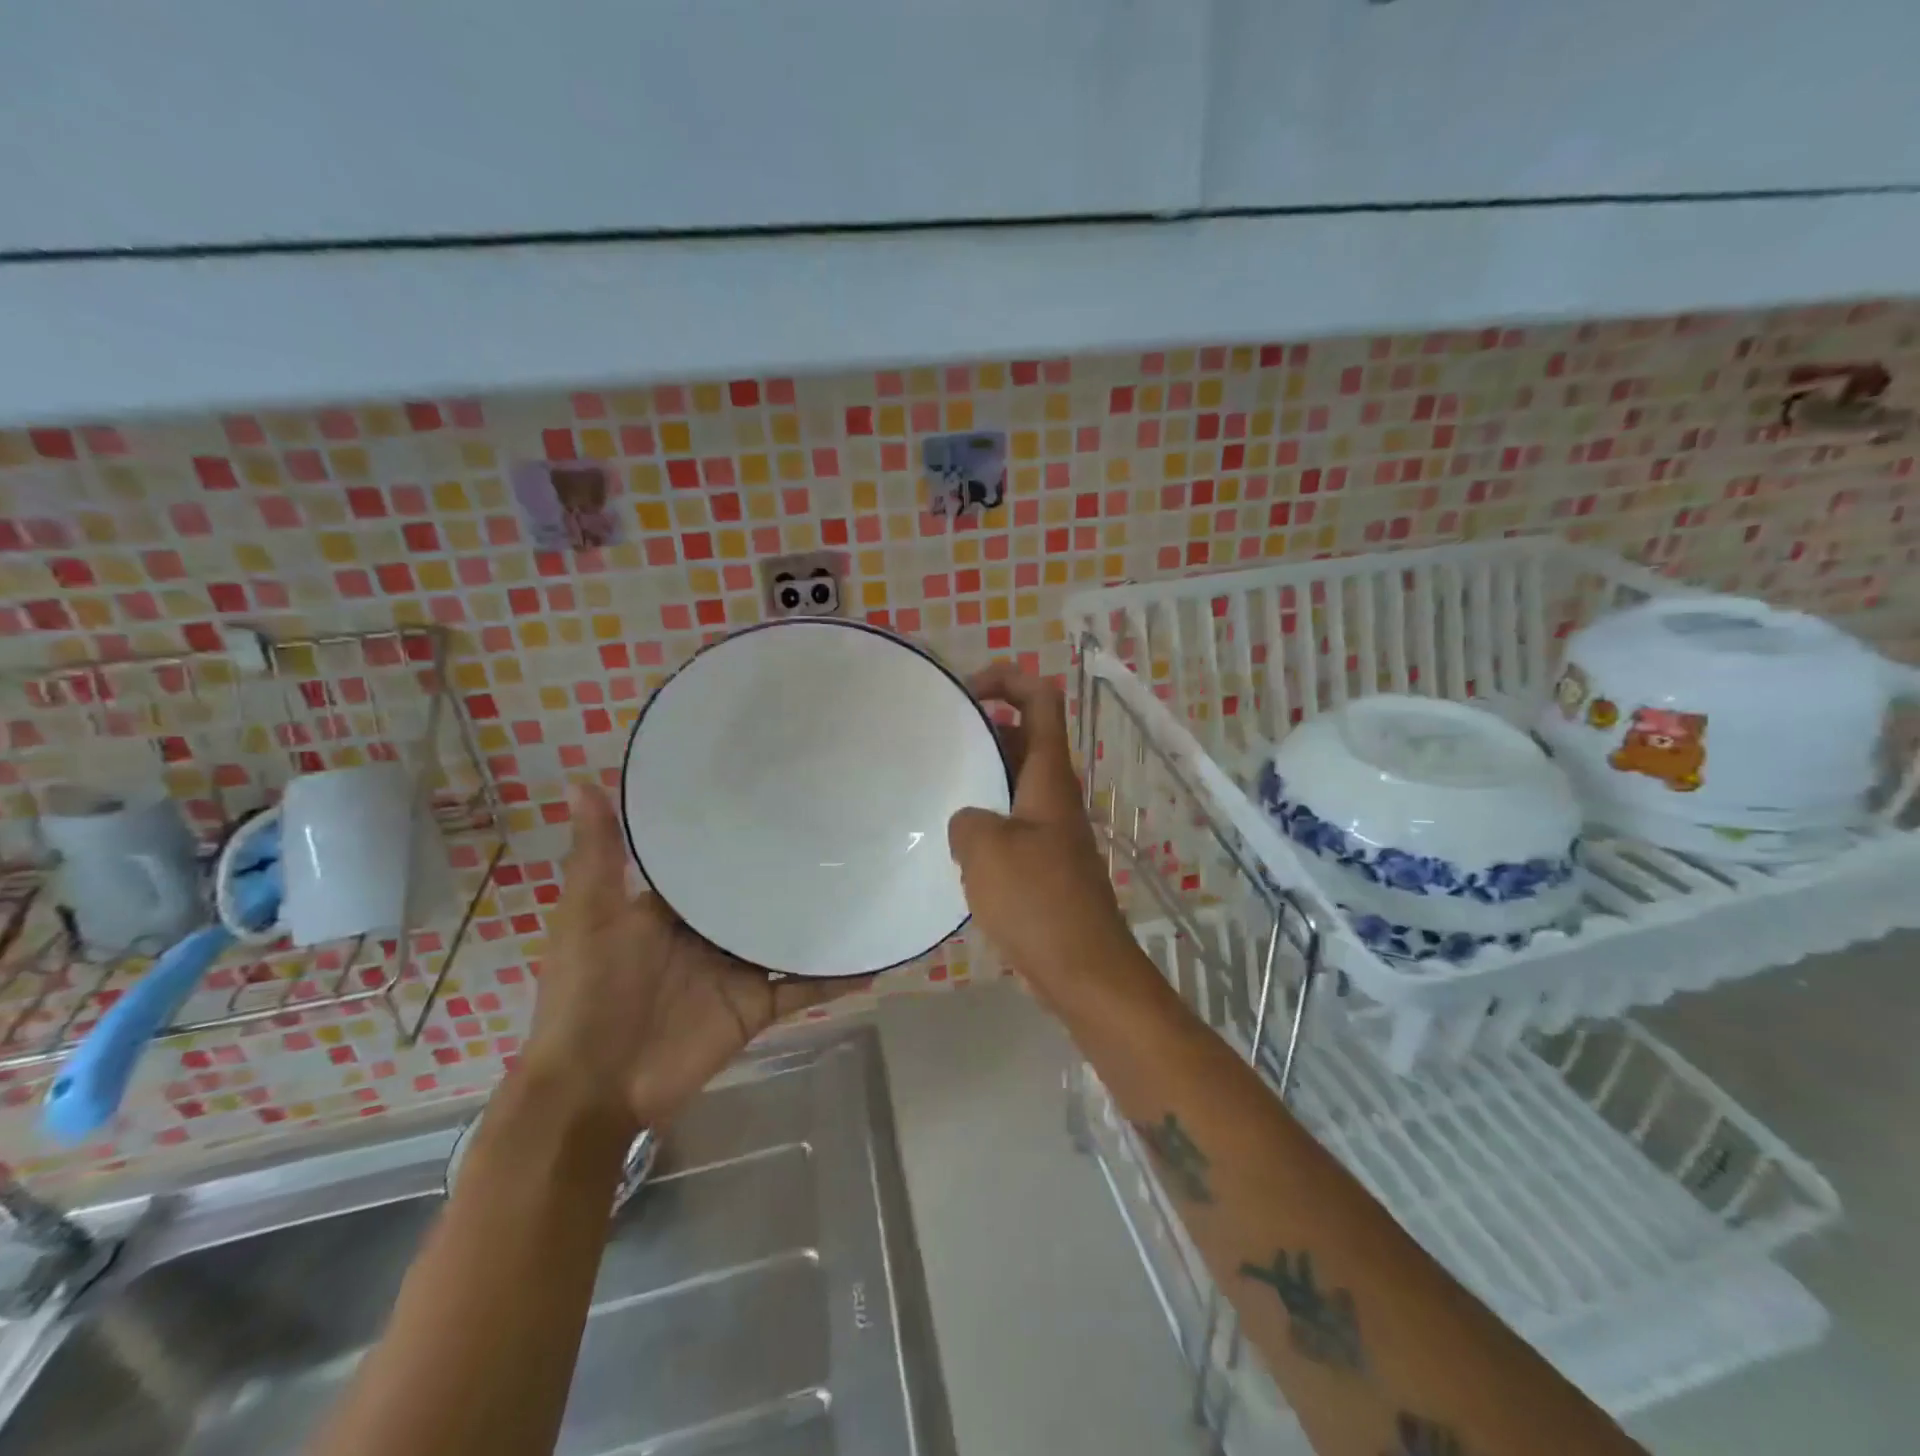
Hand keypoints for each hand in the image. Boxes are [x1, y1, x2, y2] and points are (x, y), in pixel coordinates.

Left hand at [520, 784, 866, 1133]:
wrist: (596, 1086)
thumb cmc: (589, 991)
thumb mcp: (589, 915)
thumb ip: (598, 855)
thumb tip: (583, 779)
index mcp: (674, 906)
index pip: (714, 858)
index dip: (742, 829)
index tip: (779, 791)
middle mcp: (711, 932)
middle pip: (759, 894)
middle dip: (791, 868)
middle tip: (842, 825)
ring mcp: (738, 969)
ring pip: (788, 935)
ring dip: (821, 917)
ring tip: (868, 879)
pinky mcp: (758, 1005)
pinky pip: (804, 986)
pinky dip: (836, 977)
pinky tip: (873, 957)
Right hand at [947, 664, 1144, 1013]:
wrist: (1084, 969)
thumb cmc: (1038, 901)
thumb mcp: (986, 851)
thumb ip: (967, 819)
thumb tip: (968, 820)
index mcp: (1049, 777)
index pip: (1041, 699)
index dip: (1008, 679)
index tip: (965, 692)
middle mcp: (1055, 794)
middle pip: (1024, 736)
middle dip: (984, 729)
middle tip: (936, 743)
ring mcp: (1051, 829)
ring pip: (1015, 781)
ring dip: (981, 776)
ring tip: (935, 787)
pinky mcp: (1044, 862)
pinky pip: (1012, 821)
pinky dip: (985, 817)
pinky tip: (953, 842)